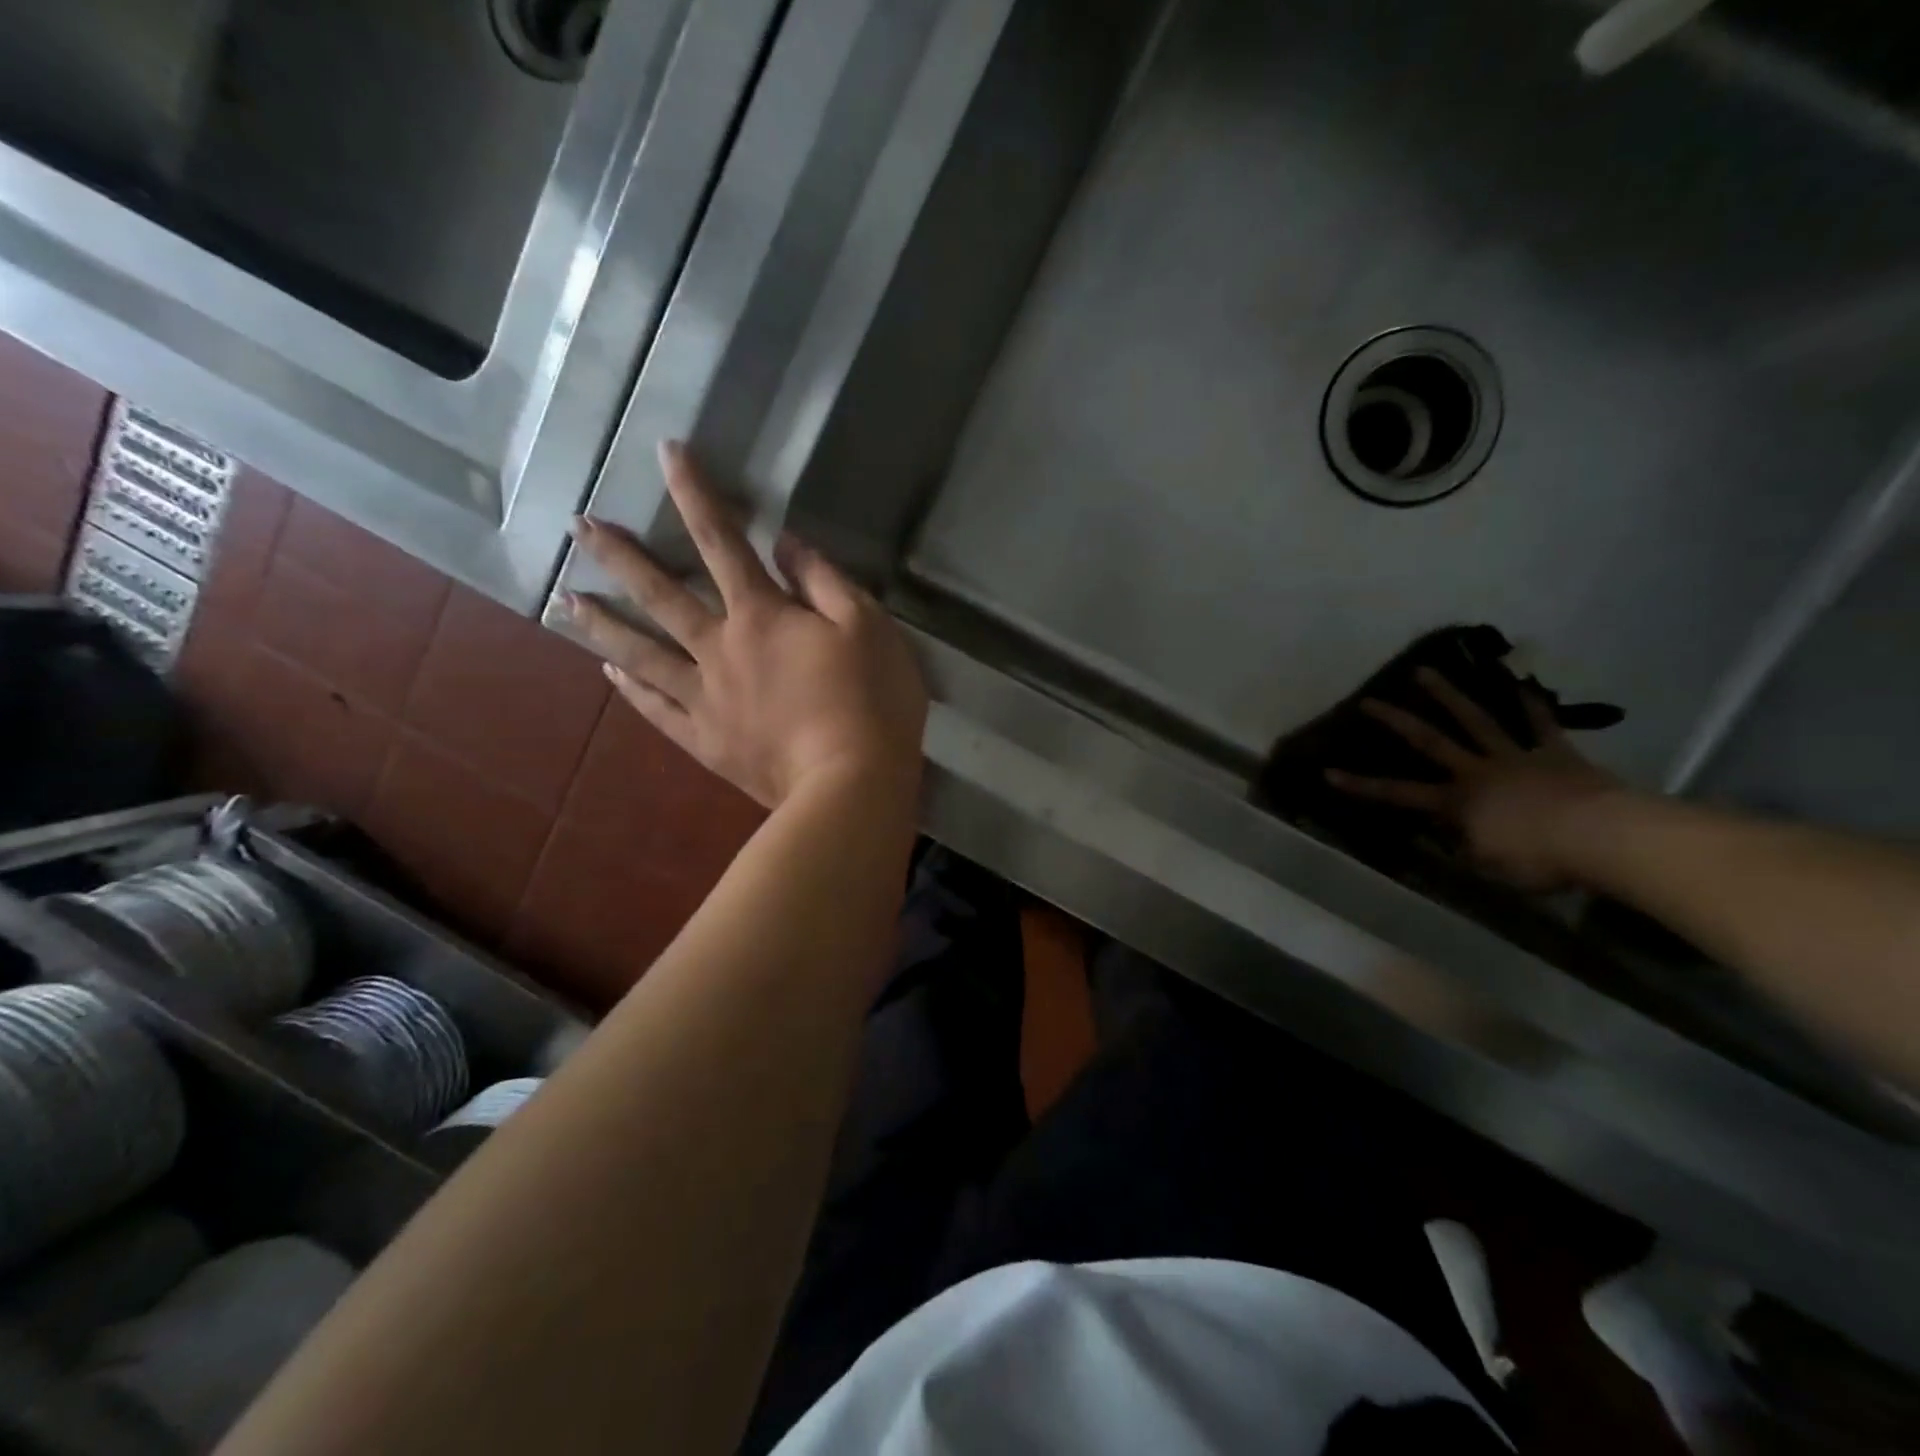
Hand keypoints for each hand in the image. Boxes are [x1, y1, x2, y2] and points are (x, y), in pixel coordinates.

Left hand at [565, 441, 927, 809]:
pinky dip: (631, 690)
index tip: (664, 452)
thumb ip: (823, 580)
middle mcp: (720, 649)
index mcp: (761, 615)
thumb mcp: (867, 626)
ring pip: (643, 654)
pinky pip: (658, 710)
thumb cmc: (871, 700)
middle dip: (620, 556)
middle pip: (661, 595)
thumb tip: (784, 543)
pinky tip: (608, 674)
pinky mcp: (707, 742)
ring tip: (567, 600)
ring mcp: (706, 699)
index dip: (695, 492)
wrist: (851, 785)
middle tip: (578, 527)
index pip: (722, 540)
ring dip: (604, 624)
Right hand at [1326, 667, 1625, 890]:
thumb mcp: (1490, 866)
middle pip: (1430, 741)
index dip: (1362, 785)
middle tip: (1370, 700)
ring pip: (1476, 720)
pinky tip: (1521, 683)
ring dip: (1449, 695)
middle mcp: (1476, 772)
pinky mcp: (1555, 754)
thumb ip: (1465, 847)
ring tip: (1426, 671)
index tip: (1328, 772)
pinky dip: (1531, 704)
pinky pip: (1540, 725)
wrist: (1603, 837)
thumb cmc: (1540, 859)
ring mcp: (1515, 758)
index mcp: (1457, 803)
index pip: (1398, 793)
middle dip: (1396, 721)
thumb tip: (1448, 836)